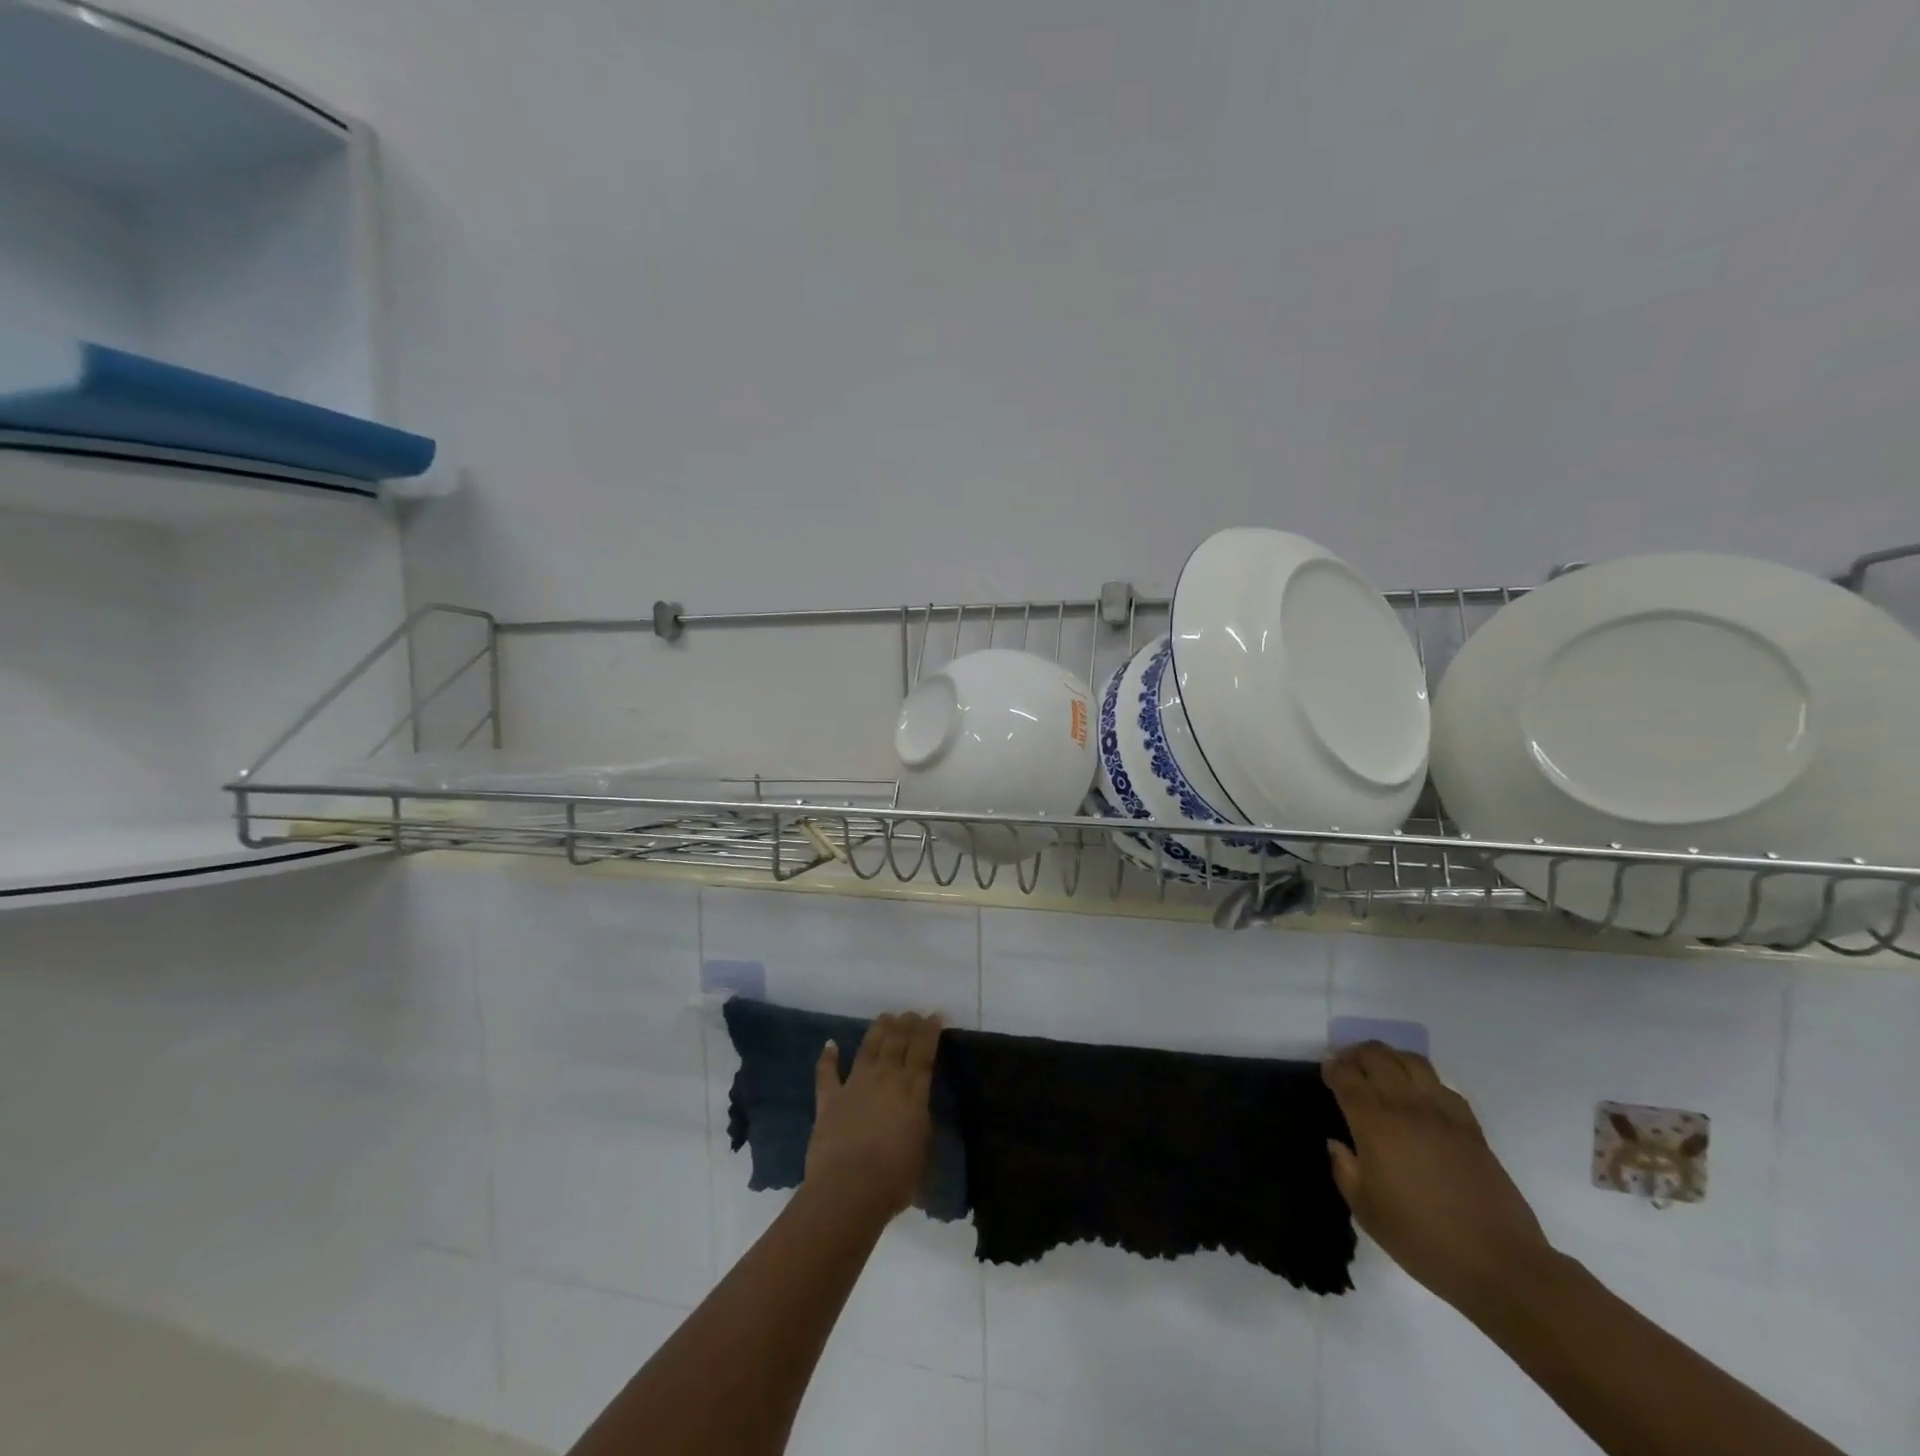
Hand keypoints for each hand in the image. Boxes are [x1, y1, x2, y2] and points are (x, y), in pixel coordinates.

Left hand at [804, 1012, 943, 1220]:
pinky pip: (826, 1073)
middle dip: (906, 1024)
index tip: (934, 1016)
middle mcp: (885, 1079)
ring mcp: (854, 1086)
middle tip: (911, 1012)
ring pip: (868, 1048)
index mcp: (912, 1091)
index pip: (924, 1052)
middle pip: (897, 1042)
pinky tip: (830, 1044)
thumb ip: (920, 1121)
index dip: (929, 1032)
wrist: (848, 1190)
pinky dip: (828, 1057)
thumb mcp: (923, 1149)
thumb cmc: (895, 1178)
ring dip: (878, 1030)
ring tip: (885, 1017)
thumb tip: (916, 1108)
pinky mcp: (829, 1100)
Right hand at [1323, 1042, 1553, 1313]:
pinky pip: (1442, 1084)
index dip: (1332, 1068)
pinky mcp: (1470, 1126)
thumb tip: (1337, 1143)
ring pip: (1411, 1061)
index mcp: (1375, 1125)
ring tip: (1381, 1071)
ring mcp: (1442, 1113)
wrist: (1500, 1264)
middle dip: (1356, 1054)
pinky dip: (1422, 1078)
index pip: (1346, 1077)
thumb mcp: (1366, 1212)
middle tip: (1347, 1066)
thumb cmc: (1423, 1240)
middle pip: (1377, 1057)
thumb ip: (1344, 1170)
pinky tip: (1418, 1095)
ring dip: (1389, 1057)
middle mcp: (1406, 1107)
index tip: (1325, 1071)